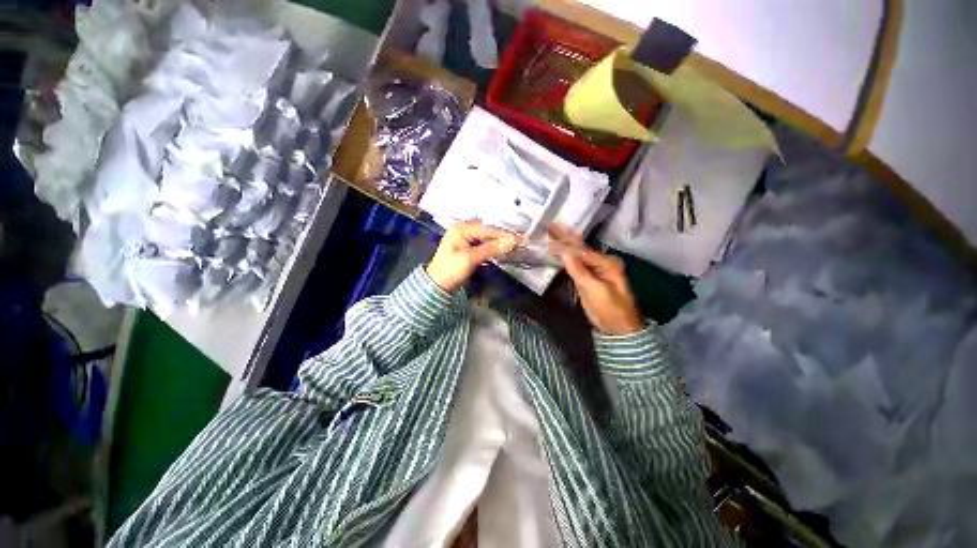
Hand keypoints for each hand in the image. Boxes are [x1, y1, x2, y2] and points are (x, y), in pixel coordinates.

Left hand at [427, 222, 519, 291]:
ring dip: (499, 242)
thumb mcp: (470, 258)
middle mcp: (463, 230)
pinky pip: (483, 245)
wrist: (437, 286)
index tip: (519, 239)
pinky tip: (502, 250)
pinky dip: (493, 248)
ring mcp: (465, 239)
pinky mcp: (467, 249)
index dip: (503, 234)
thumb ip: (491, 249)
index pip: (486, 230)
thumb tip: (511, 242)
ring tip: (513, 245)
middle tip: (519, 241)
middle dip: (502, 237)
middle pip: (487, 232)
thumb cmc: (450, 270)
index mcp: (460, 229)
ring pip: (486, 238)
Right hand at [551, 226, 642, 335]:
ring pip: (576, 257)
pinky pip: (575, 266)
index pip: (582, 250)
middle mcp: (601, 263)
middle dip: (564, 239)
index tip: (550, 234)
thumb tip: (565, 252)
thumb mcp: (595, 290)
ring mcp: (594, 271)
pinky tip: (557, 251)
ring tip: (550, 235)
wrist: (617, 329)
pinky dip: (565, 259)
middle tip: (549, 228)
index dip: (565, 242)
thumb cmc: (610, 309)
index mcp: (607, 263)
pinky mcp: (587, 279)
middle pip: (579, 250)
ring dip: (563, 247)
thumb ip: (580, 271)